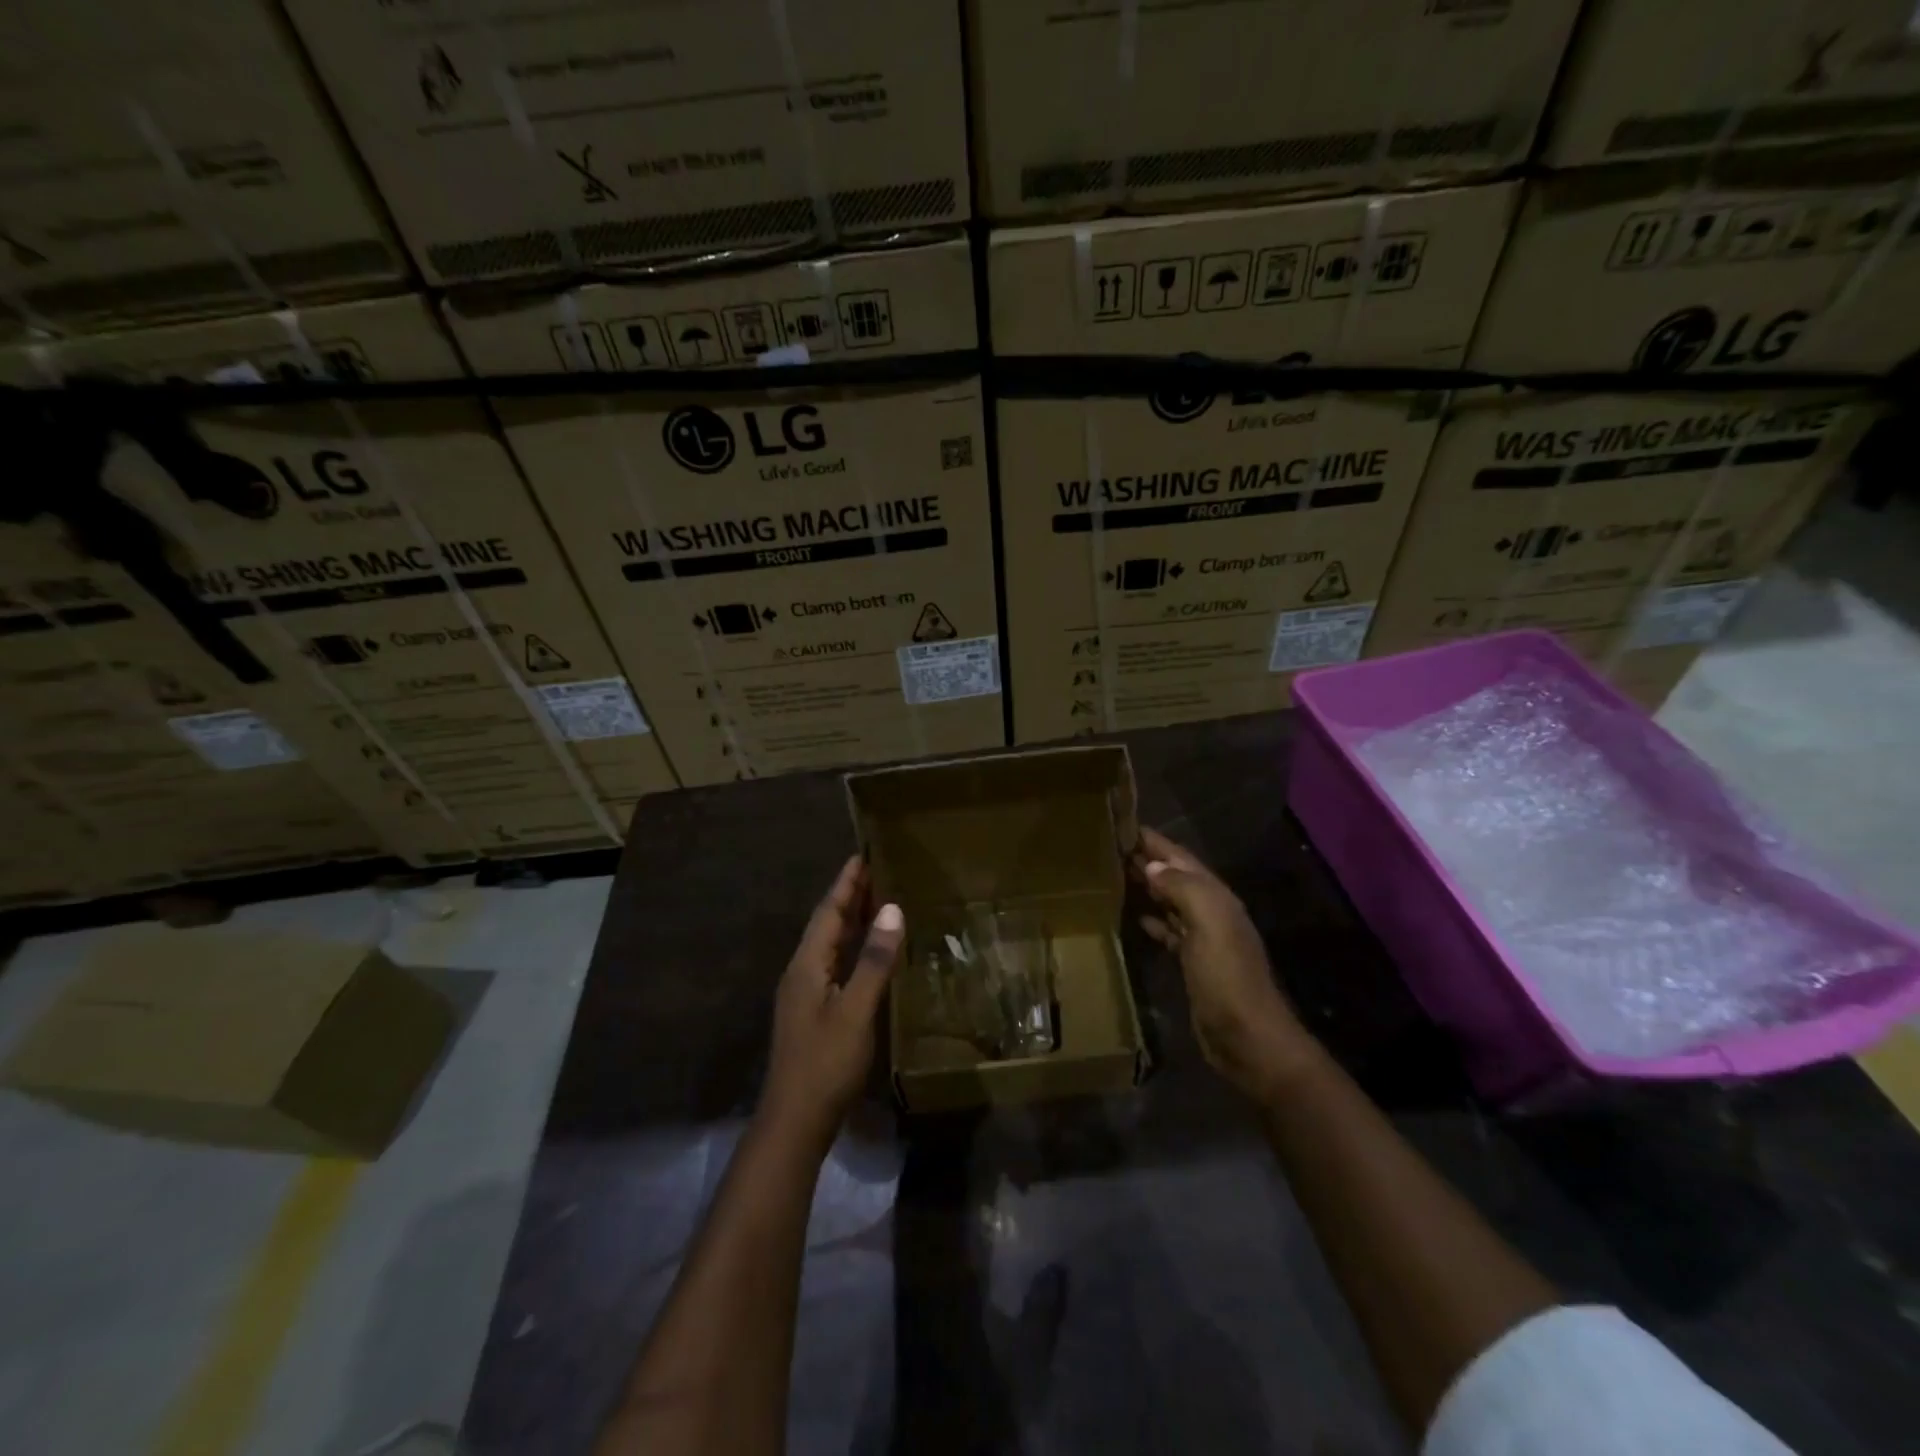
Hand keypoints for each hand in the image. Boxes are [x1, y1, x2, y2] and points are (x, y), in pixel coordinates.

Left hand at [761, 856, 904, 1148]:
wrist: (795, 1121)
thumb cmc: (826, 1062)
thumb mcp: (856, 1010)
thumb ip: (874, 960)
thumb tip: (891, 908)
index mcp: (807, 964)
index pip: (828, 911)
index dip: (846, 883)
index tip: (863, 854)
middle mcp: (801, 972)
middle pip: (826, 924)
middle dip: (848, 896)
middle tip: (876, 870)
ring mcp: (805, 994)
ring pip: (829, 945)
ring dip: (850, 921)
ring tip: (877, 900)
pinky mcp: (813, 1012)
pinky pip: (834, 964)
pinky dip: (852, 948)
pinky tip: (870, 953)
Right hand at [1132, 827, 1319, 1105]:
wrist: (1247, 1039)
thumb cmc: (1227, 977)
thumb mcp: (1209, 924)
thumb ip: (1182, 889)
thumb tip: (1150, 865)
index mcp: (1215, 896)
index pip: (1179, 857)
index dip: (1153, 840)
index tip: (1119, 823)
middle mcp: (1210, 911)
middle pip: (1174, 876)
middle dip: (1145, 859)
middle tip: (1106, 846)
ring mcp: (1202, 938)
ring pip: (1169, 900)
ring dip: (1146, 886)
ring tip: (1112, 874)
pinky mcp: (1192, 963)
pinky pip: (1168, 930)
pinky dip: (1152, 919)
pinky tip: (1134, 915)